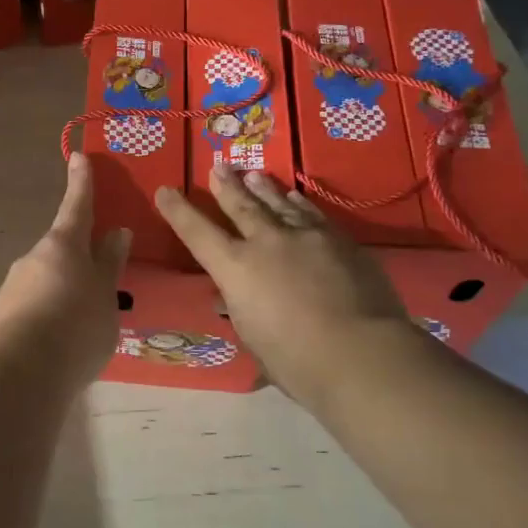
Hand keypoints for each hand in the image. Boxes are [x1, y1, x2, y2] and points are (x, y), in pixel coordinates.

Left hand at [0, 154, 132, 385]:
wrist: (25, 372)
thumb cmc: (77, 325)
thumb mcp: (106, 295)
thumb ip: (109, 264)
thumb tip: (116, 233)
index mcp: (62, 245)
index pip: (76, 206)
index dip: (81, 183)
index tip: (78, 157)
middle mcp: (32, 258)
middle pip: (59, 250)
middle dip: (76, 261)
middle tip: (97, 287)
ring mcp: (12, 286)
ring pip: (44, 281)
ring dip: (61, 294)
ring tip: (80, 327)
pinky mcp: (0, 316)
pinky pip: (30, 308)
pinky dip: (45, 317)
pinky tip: (57, 344)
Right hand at [155, 166, 416, 408]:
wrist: (361, 353)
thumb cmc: (297, 361)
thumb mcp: (254, 339)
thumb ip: (242, 311)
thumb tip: (232, 298)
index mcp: (235, 269)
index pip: (197, 232)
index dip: (178, 211)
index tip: (165, 191)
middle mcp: (266, 242)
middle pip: (241, 206)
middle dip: (226, 186)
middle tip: (218, 166)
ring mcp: (305, 236)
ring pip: (278, 203)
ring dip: (262, 188)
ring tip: (253, 174)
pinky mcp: (340, 241)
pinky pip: (311, 214)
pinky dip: (298, 203)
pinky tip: (294, 197)